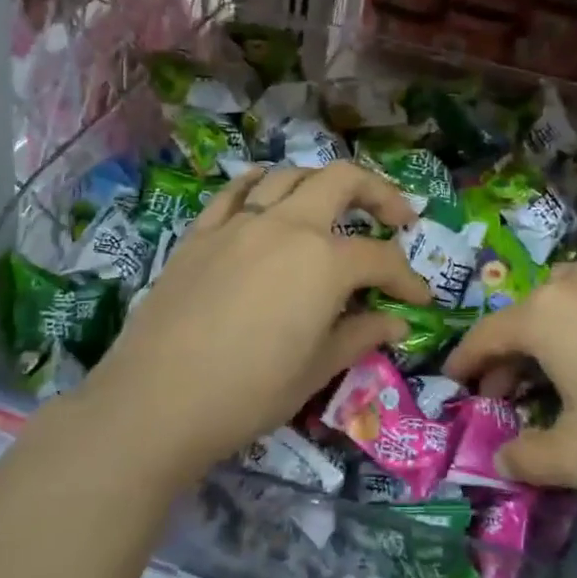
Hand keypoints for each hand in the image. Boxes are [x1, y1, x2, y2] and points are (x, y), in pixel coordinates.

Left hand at [87, 162, 430, 475]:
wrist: (155, 401)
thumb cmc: (247, 393)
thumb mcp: (315, 370)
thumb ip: (359, 336)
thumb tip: (396, 323)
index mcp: (323, 261)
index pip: (380, 257)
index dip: (407, 278)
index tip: (420, 300)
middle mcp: (286, 226)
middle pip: (342, 181)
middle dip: (378, 192)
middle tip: (397, 217)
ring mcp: (239, 223)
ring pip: (289, 176)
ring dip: (322, 183)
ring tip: (334, 206)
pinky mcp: (201, 233)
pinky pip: (236, 191)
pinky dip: (261, 184)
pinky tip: (267, 192)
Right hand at [445, 222, 576, 496]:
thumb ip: (527, 459)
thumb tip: (502, 457)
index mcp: (543, 319)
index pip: (487, 339)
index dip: (466, 364)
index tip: (455, 385)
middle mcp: (575, 283)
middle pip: (525, 316)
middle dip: (509, 355)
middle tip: (513, 397)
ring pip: (566, 284)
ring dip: (547, 316)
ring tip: (554, 351)